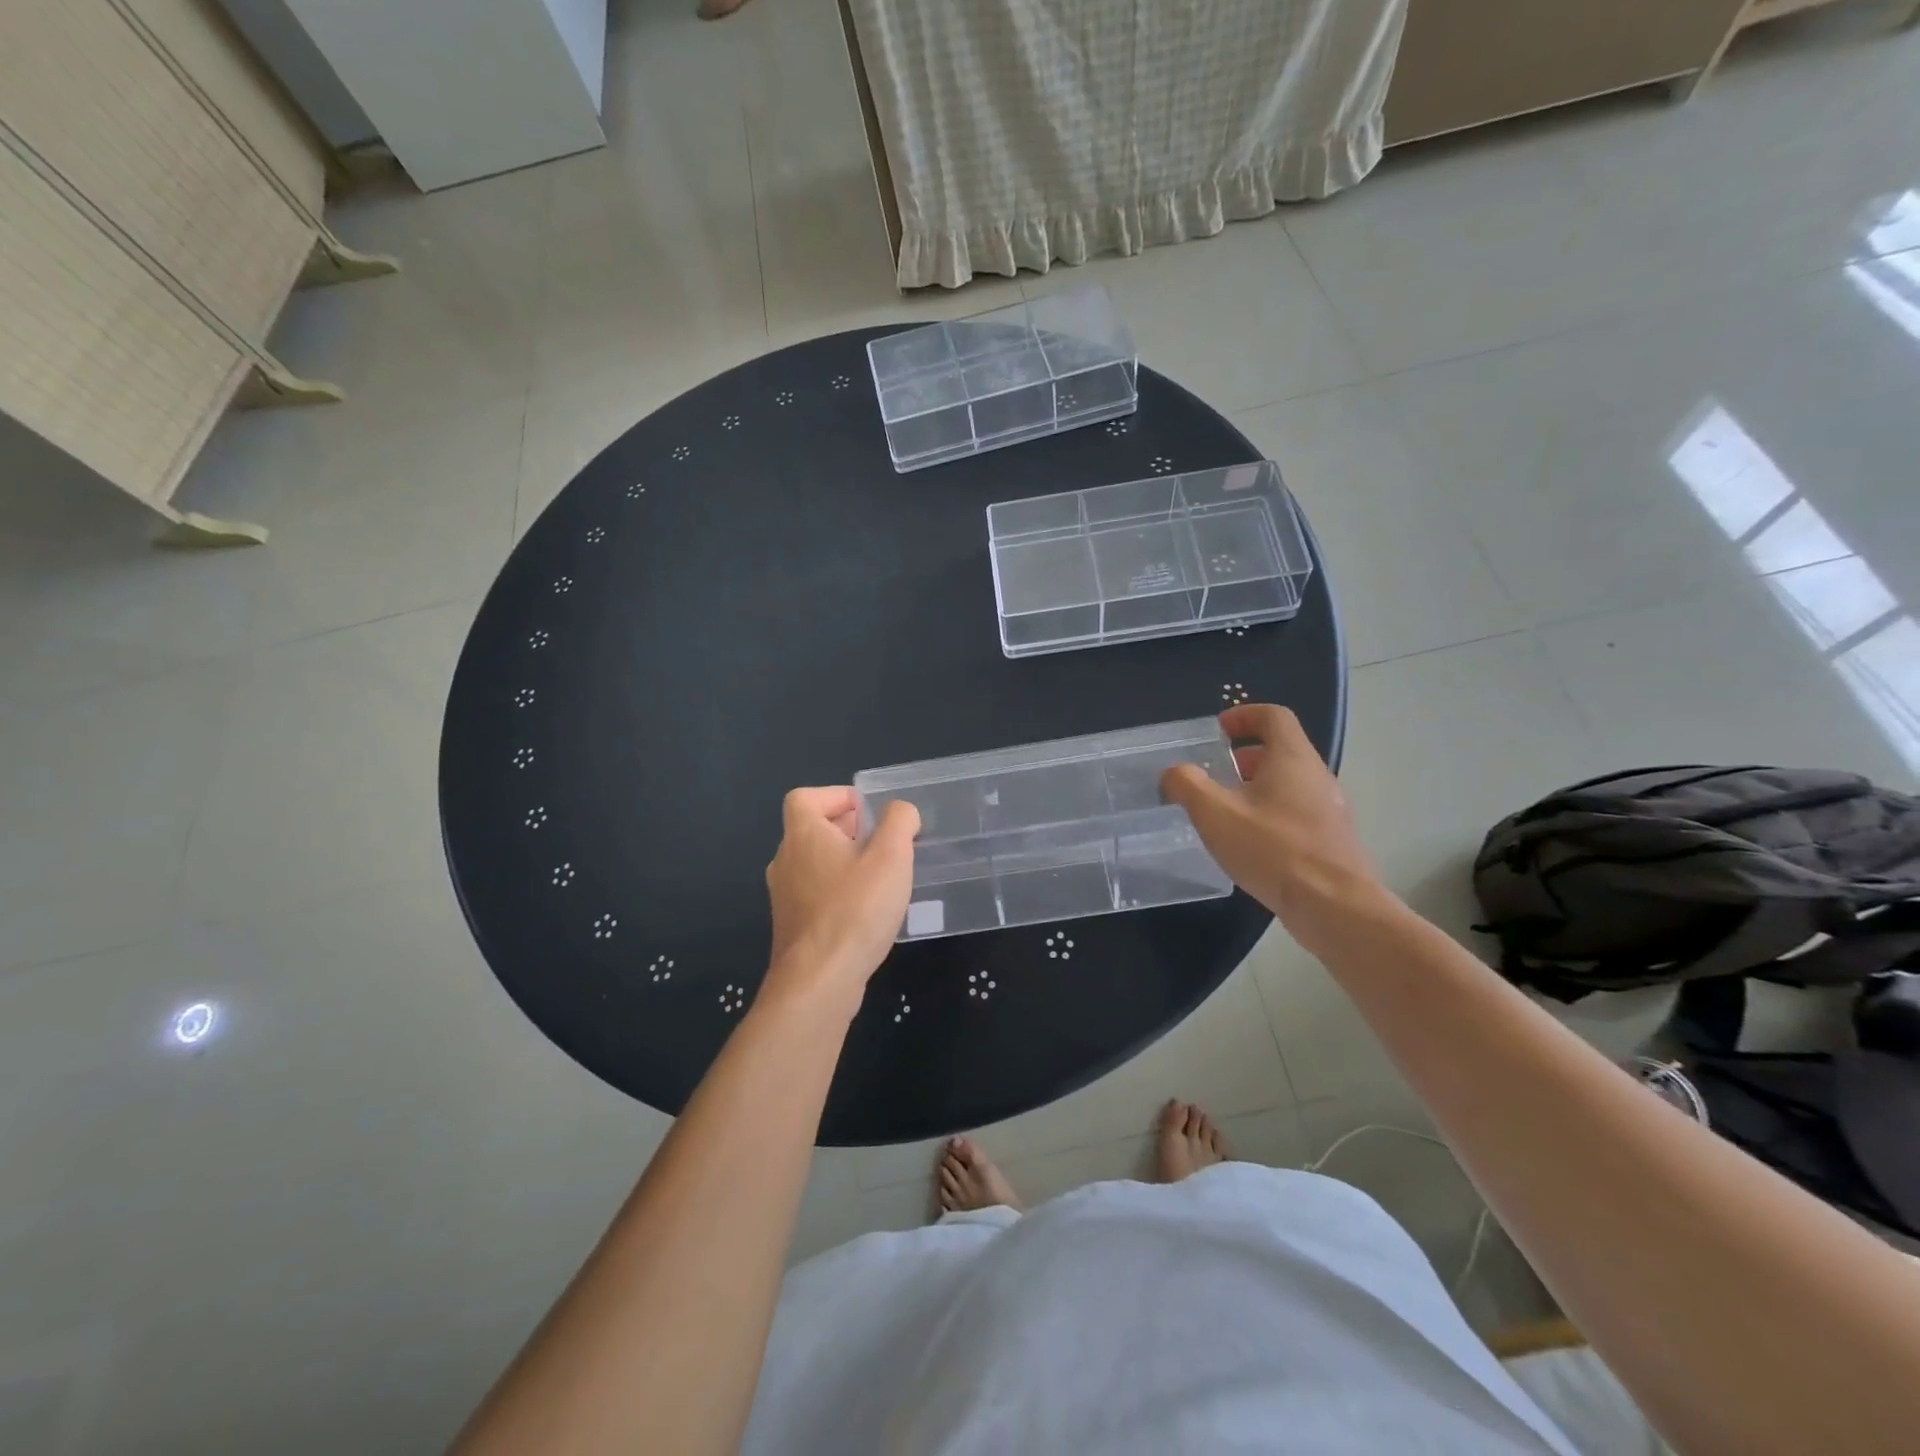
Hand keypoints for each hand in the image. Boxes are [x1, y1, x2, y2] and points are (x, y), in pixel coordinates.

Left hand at [763, 787, 918, 1008]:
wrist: (819, 981)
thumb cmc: (855, 909)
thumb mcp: (891, 856)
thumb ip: (899, 823)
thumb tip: (899, 811)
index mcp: (803, 835)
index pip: (804, 797)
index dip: (835, 796)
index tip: (867, 811)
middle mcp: (785, 861)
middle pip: (811, 830)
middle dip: (847, 830)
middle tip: (883, 842)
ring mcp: (785, 897)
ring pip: (814, 865)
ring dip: (845, 863)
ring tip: (881, 877)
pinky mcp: (793, 927)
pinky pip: (816, 895)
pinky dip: (839, 892)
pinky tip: (867, 912)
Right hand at [1160, 704, 1383, 945]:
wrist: (1334, 907)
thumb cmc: (1273, 850)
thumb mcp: (1215, 814)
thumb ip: (1187, 785)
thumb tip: (1173, 773)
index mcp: (1293, 759)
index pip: (1273, 716)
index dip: (1243, 715)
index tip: (1217, 732)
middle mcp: (1317, 776)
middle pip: (1282, 750)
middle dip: (1244, 757)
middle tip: (1214, 775)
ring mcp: (1329, 809)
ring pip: (1289, 784)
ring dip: (1256, 788)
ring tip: (1225, 812)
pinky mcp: (1331, 840)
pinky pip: (1297, 812)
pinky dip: (1270, 814)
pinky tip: (1249, 844)